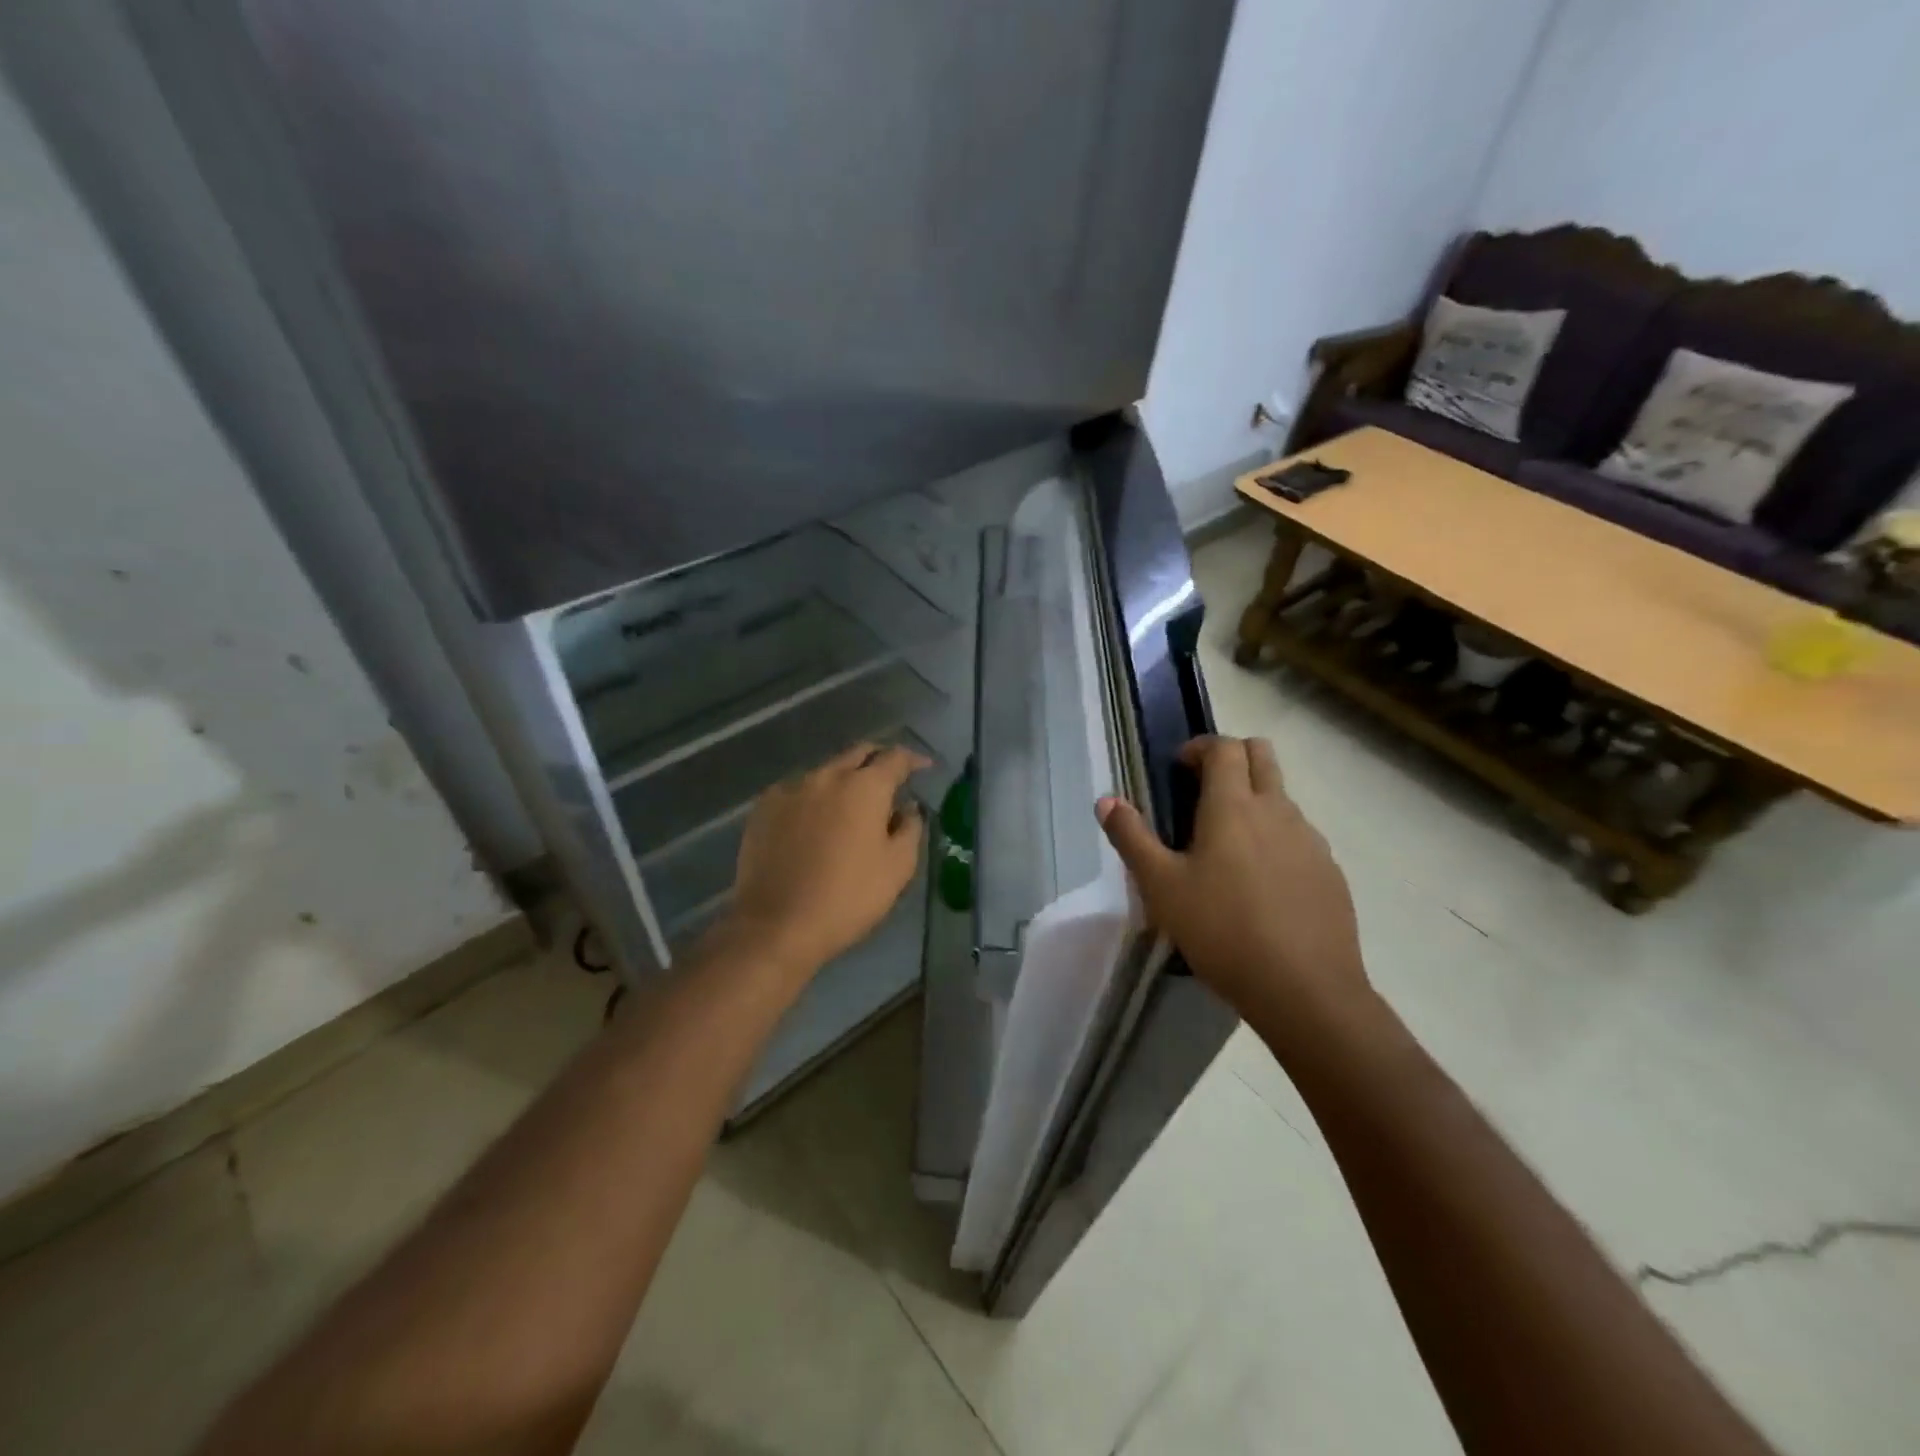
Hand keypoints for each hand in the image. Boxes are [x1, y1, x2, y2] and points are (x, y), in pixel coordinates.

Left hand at [714, 742, 928, 988]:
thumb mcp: (897, 868)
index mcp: (865, 787)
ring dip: (844, 779)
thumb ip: (909, 828)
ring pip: (826, 771)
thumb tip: (907, 807)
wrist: (776, 924)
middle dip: (878, 759)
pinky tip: (815, 820)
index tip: (923, 768)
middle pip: (858, 753)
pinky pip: (797, 790)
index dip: (913, 759)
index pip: (895, 758)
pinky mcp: (764, 807)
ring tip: (852, 804)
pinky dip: (814, 797)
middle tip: (890, 777)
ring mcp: (790, 789)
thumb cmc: (847, 897)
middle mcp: (827, 776)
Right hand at [1096, 736, 1377, 1046]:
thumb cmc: (1222, 931)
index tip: (1179, 768)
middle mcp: (1277, 810)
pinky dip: (1276, 836)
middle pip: (1262, 753)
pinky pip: (1300, 834)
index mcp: (1232, 806)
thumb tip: (1106, 800)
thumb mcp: (1161, 887)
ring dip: (1255, 797)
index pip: (1223, 747)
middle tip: (1204, 788)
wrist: (1305, 989)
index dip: (1200, 747)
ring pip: (1282, 795)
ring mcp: (1310, 839)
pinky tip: (1261, 882)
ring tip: (1228, 844)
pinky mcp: (1330, 870)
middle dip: (1232, 757)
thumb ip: (1131, 838)